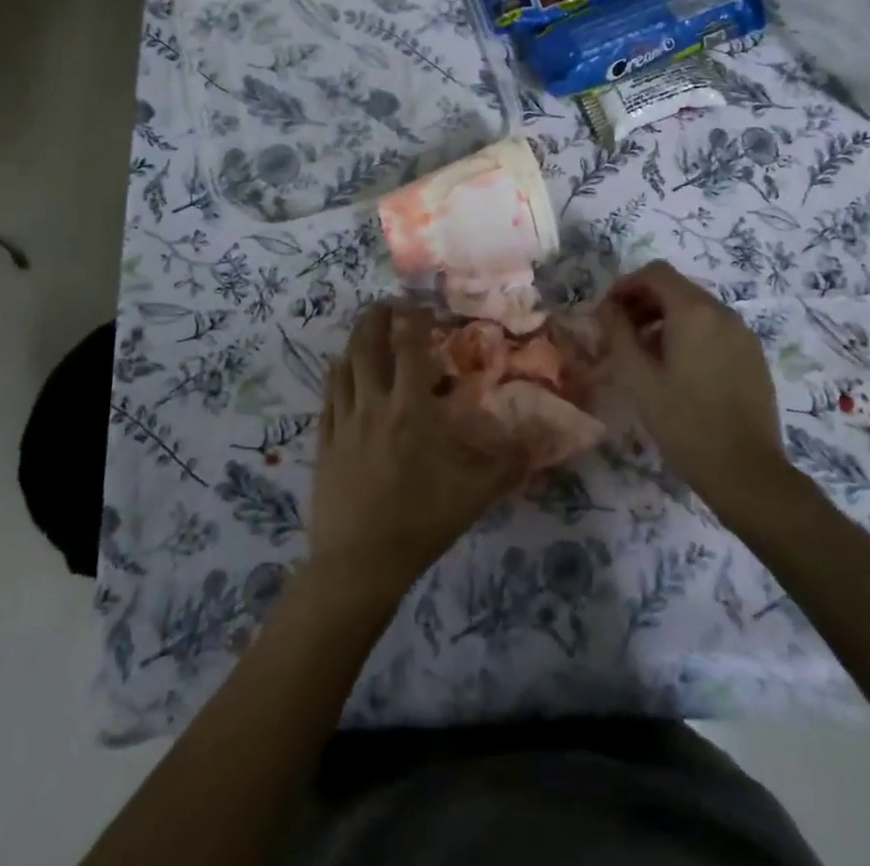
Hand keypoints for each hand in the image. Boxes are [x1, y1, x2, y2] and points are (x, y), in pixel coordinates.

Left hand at [311, 303, 526, 596]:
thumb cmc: (420, 522)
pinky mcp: (325, 442)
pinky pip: (327, 396)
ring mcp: (343, 422)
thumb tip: (544, 437)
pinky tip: (339, 370)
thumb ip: (510, 462)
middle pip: (368, 345)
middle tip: (388, 304)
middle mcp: (373, 404)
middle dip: (377, 318)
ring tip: (365, 329)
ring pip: (344, 366)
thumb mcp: (475, 495)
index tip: (422, 306)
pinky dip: (335, 374)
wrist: (359, 564)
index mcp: (410, 409)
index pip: (410, 348)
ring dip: (354, 340)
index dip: (415, 320)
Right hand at [597, 262, 805, 526]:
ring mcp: (743, 334)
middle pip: (677, 288)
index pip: (656, 273)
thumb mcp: (638, 378)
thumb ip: (618, 334)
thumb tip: (607, 308)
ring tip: (645, 355)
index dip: (626, 285)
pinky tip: (678, 370)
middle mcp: (723, 313)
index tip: (607, 312)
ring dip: (665, 319)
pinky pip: (715, 329)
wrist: (747, 472)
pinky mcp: (753, 356)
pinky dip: (690, 334)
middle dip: (644, 302)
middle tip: (620, 334)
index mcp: (694, 312)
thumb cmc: (685, 422)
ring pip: (696, 309)